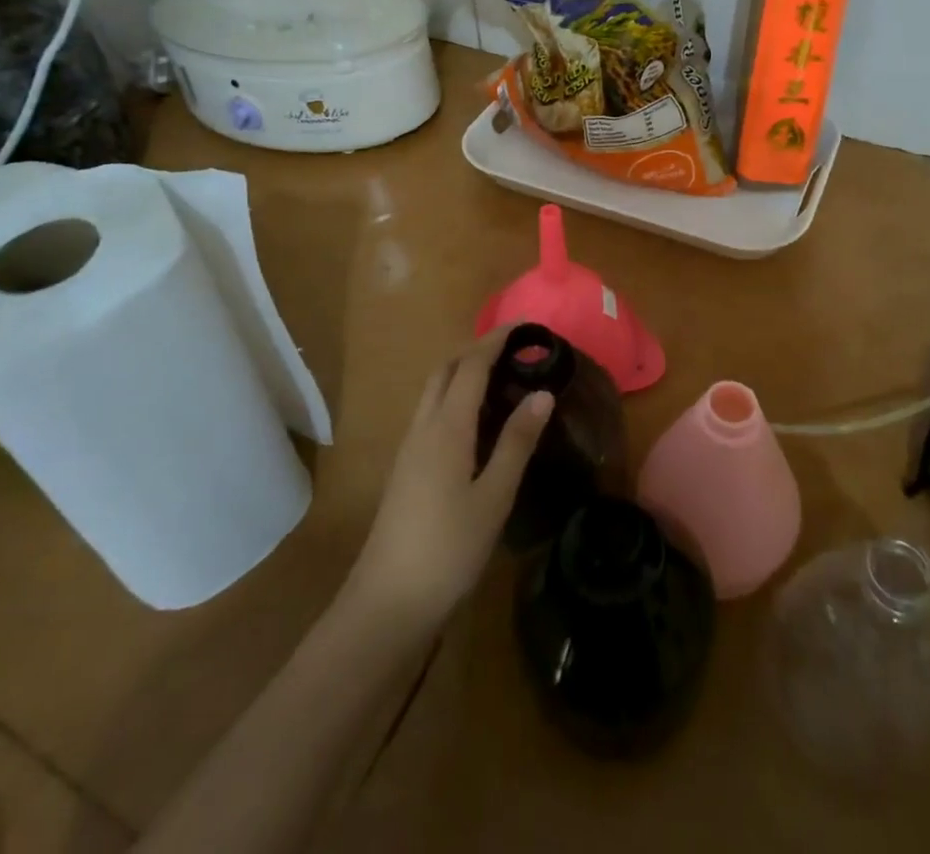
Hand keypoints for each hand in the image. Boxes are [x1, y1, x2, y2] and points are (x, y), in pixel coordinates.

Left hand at [343, 326, 551, 635]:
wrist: (387, 602)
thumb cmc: (448, 548)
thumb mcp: (494, 497)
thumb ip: (517, 442)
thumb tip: (543, 393)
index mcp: (446, 427)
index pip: (471, 366)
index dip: (495, 340)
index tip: (524, 326)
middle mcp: (423, 427)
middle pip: (445, 370)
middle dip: (476, 349)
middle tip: (514, 349)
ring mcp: (409, 447)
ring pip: (434, 390)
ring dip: (462, 371)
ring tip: (500, 376)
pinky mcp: (406, 468)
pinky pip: (430, 412)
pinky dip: (454, 396)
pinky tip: (475, 420)